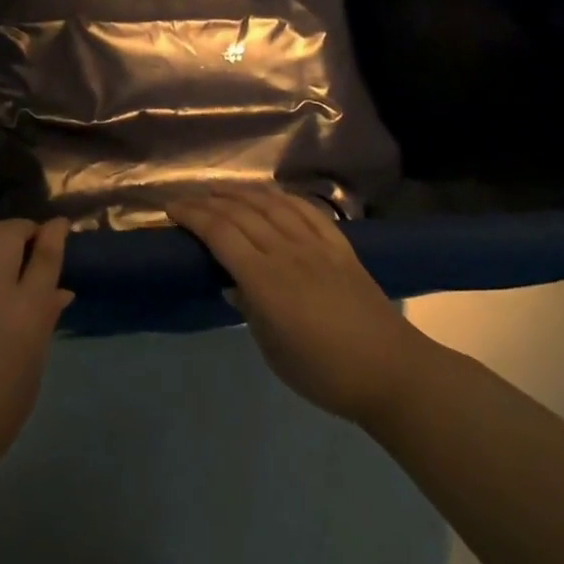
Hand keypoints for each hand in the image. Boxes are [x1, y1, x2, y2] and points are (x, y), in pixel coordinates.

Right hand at [168, 187, 423, 425]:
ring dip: (241, 193)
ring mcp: (315, 245)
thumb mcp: (272, 349)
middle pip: (240, 213)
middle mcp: (286, 251)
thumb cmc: (324, 372)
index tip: (171, 210)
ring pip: (271, 204)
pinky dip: (282, 197)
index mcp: (265, 279)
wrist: (391, 372)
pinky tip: (270, 195)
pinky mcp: (339, 246)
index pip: (219, 233)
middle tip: (187, 200)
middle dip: (208, 202)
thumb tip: (233, 284)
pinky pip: (306, 210)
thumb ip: (249, 309)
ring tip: (221, 191)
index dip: (192, 216)